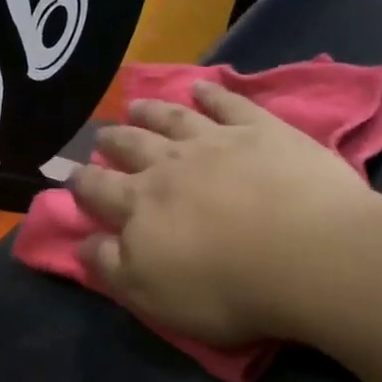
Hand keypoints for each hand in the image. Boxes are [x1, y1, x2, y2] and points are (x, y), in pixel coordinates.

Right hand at [71, 80, 381, 345]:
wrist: (308, 254)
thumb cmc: (225, 287)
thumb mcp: (152, 295)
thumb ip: (110, 266)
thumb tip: (81, 242)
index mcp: (139, 205)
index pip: (98, 189)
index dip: (81, 183)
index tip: (72, 177)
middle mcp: (169, 164)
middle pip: (131, 145)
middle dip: (113, 141)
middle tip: (102, 135)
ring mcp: (216, 141)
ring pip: (172, 118)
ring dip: (151, 110)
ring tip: (135, 104)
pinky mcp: (262, 131)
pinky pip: (229, 103)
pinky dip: (213, 93)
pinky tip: (202, 86)